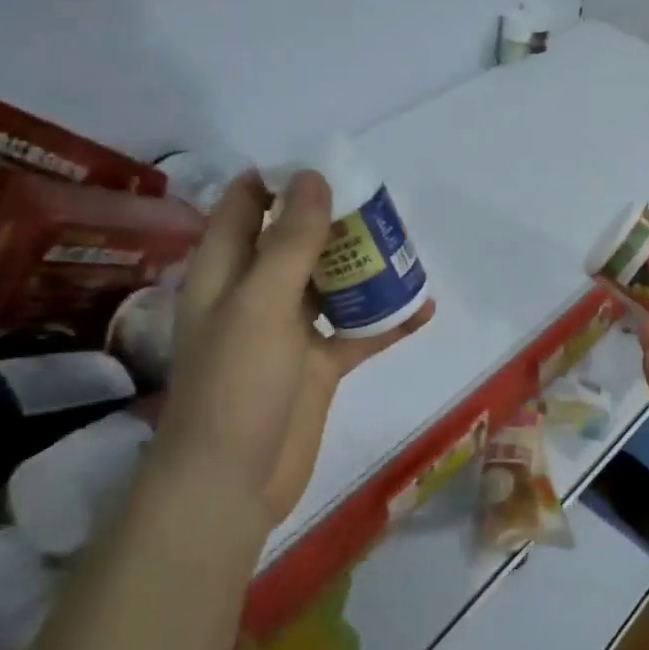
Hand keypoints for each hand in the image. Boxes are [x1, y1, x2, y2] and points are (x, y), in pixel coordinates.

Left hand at [152, 170, 434, 527]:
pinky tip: (423, 309)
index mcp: (225, 270)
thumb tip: (314, 177)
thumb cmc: (237, 383)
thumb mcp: (262, 301)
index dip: (282, 180)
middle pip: (296, 240)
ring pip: (330, 284)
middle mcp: (254, 293)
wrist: (233, 482)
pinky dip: (386, 321)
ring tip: (405, 248)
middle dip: (335, 220)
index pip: (247, 204)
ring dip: (364, 268)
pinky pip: (356, 333)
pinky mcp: (316, 366)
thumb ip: (291, 240)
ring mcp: (287, 331)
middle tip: (381, 205)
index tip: (331, 167)